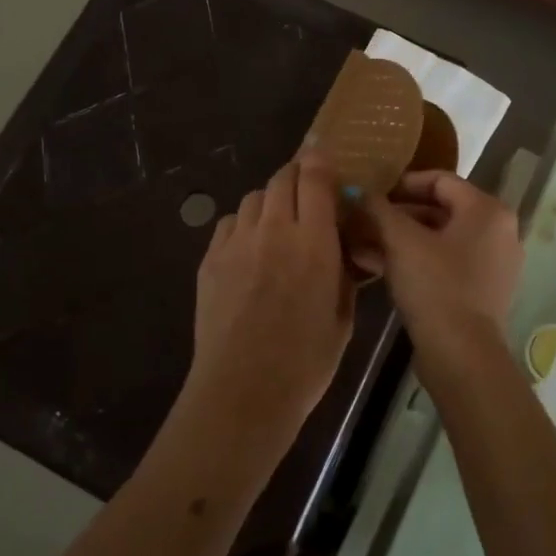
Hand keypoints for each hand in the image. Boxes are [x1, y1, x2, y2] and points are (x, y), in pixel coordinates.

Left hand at [186, 153, 355, 440]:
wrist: (242, 392)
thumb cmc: (304, 363)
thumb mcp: (342, 317)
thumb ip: (344, 273)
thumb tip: (345, 250)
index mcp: (313, 242)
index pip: (315, 178)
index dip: (321, 163)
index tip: (327, 166)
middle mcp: (273, 230)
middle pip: (281, 178)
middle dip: (297, 179)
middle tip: (306, 197)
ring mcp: (236, 242)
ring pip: (253, 197)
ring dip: (269, 202)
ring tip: (277, 227)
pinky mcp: (210, 259)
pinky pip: (229, 223)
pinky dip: (244, 225)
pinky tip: (250, 251)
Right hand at [359, 171, 521, 361]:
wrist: (462, 354)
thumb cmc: (436, 285)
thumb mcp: (400, 241)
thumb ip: (378, 209)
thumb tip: (358, 191)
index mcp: (487, 210)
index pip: (440, 180)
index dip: (401, 183)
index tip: (371, 194)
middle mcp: (498, 231)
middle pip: (439, 210)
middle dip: (396, 215)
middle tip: (362, 219)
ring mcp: (492, 264)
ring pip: (438, 239)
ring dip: (399, 239)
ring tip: (360, 243)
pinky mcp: (481, 292)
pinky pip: (444, 263)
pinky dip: (414, 261)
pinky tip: (375, 266)